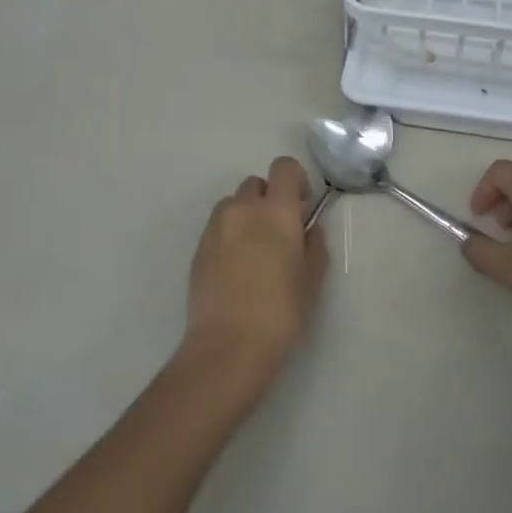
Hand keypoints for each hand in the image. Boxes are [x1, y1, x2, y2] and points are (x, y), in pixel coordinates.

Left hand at [183, 156, 327, 382]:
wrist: (228, 346)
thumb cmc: (281, 312)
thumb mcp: (311, 279)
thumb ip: (314, 245)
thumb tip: (309, 228)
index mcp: (277, 211)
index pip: (284, 166)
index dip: (295, 179)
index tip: (302, 206)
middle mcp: (243, 209)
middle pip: (256, 183)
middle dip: (269, 199)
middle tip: (279, 232)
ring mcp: (216, 227)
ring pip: (233, 204)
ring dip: (246, 214)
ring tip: (254, 249)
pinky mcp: (198, 248)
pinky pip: (217, 227)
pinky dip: (229, 235)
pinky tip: (236, 268)